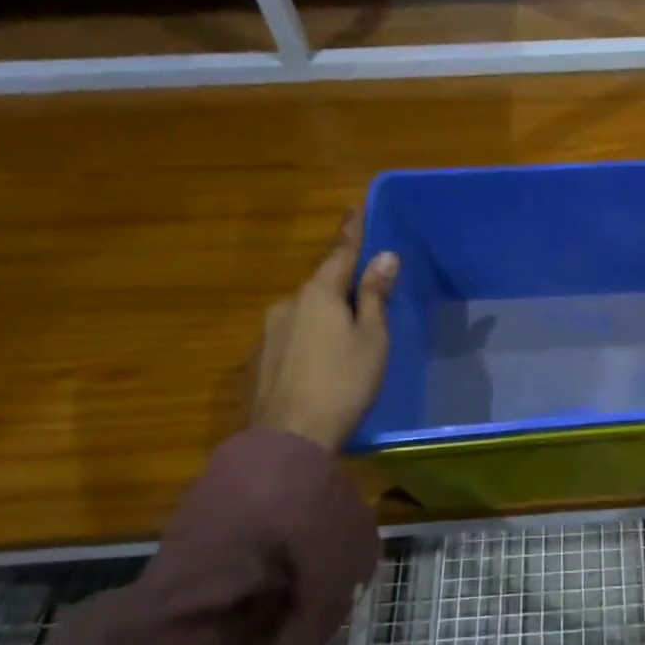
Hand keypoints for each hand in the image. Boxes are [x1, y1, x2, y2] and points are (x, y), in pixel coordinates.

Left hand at [250, 215, 400, 450]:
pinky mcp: (260, 361)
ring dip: (325, 317)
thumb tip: (384, 256)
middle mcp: (286, 305)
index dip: (351, 232)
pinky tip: (323, 363)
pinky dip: (311, 340)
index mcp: (317, 294)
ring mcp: (268, 333)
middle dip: (340, 286)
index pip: (338, 254)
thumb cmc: (344, 382)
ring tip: (347, 339)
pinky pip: (293, 338)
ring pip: (305, 314)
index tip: (354, 207)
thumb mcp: (372, 338)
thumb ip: (374, 296)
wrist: (290, 437)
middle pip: (320, 286)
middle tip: (364, 296)